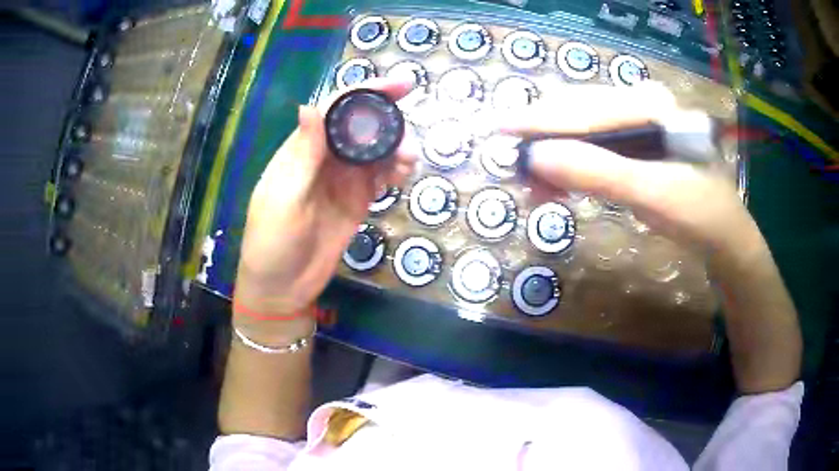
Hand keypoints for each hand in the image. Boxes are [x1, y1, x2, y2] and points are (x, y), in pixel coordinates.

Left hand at [234, 78, 418, 339]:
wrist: (282, 286)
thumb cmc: (272, 242)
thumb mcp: (284, 199)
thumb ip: (302, 154)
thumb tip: (310, 104)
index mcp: (302, 149)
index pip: (336, 109)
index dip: (366, 93)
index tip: (400, 85)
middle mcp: (325, 157)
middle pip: (361, 125)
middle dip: (389, 121)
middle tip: (408, 139)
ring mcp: (343, 179)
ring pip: (376, 149)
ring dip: (396, 148)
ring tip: (409, 162)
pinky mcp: (357, 200)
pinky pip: (381, 176)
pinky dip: (396, 170)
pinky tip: (404, 175)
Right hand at [500, 83, 760, 257]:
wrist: (724, 237)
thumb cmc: (698, 212)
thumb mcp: (650, 193)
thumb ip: (596, 171)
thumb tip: (536, 156)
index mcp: (651, 104)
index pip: (587, 108)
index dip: (542, 120)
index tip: (500, 128)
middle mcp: (642, 105)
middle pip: (580, 115)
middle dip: (546, 142)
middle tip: (517, 169)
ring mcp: (640, 126)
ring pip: (584, 133)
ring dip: (558, 158)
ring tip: (534, 188)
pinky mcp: (638, 147)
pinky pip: (596, 150)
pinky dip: (575, 168)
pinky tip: (559, 185)